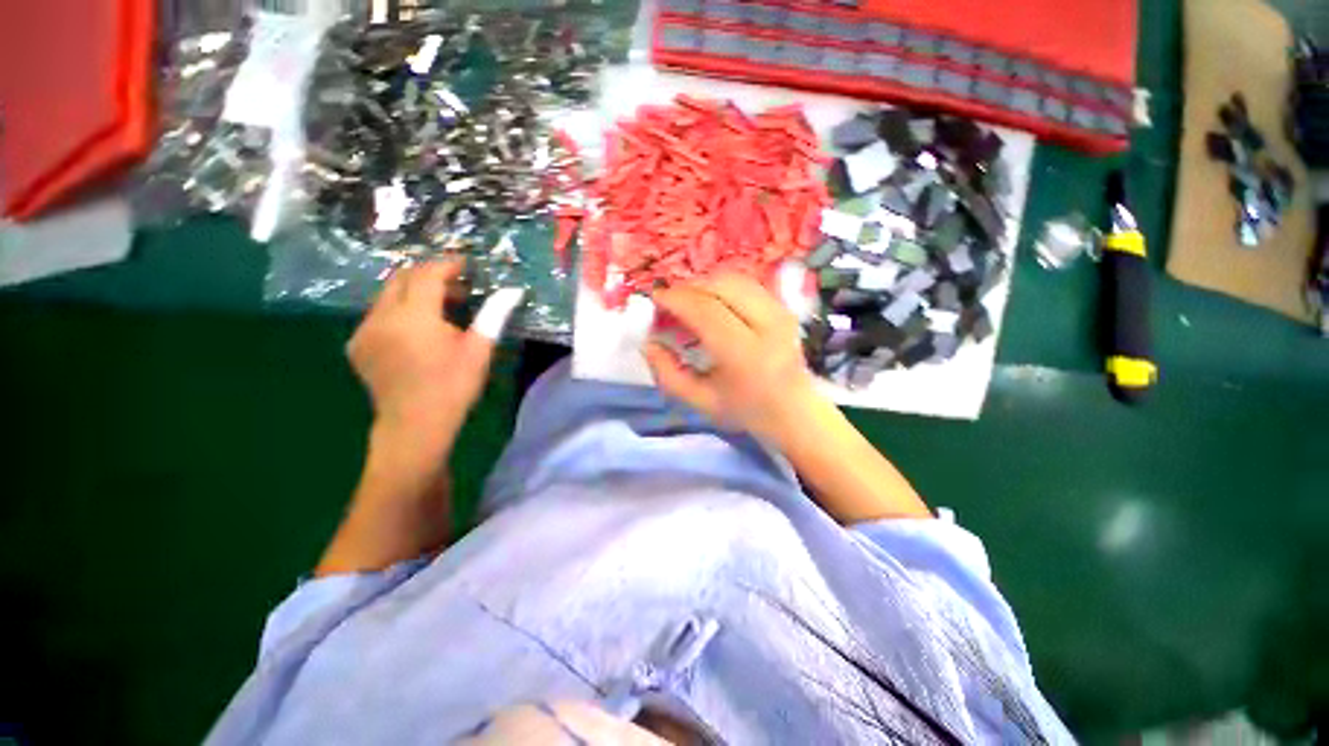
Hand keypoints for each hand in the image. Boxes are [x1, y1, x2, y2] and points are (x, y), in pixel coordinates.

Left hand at [347, 260, 503, 452]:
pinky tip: (418, 329)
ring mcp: (363, 330)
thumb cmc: (453, 387)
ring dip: (414, 292)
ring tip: (441, 308)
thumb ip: (494, 315)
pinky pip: (377, 313)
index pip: (427, 275)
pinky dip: (399, 309)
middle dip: (429, 275)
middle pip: (401, 278)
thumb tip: (513, 291)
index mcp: (414, 317)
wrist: (414, 425)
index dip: (447, 266)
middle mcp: (381, 317)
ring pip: (387, 295)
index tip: (466, 265)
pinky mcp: (357, 344)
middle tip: (457, 286)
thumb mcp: (479, 350)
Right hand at [643, 274, 823, 443]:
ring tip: (688, 302)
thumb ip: (668, 374)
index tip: (655, 299)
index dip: (676, 299)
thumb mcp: (701, 401)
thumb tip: (648, 343)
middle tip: (670, 301)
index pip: (706, 311)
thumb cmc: (746, 411)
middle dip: (689, 287)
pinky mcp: (784, 307)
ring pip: (735, 279)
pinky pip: (747, 284)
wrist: (796, 413)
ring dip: (705, 284)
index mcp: (745, 355)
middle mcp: (768, 325)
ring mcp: (781, 312)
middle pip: (721, 286)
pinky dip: (722, 287)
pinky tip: (711, 303)